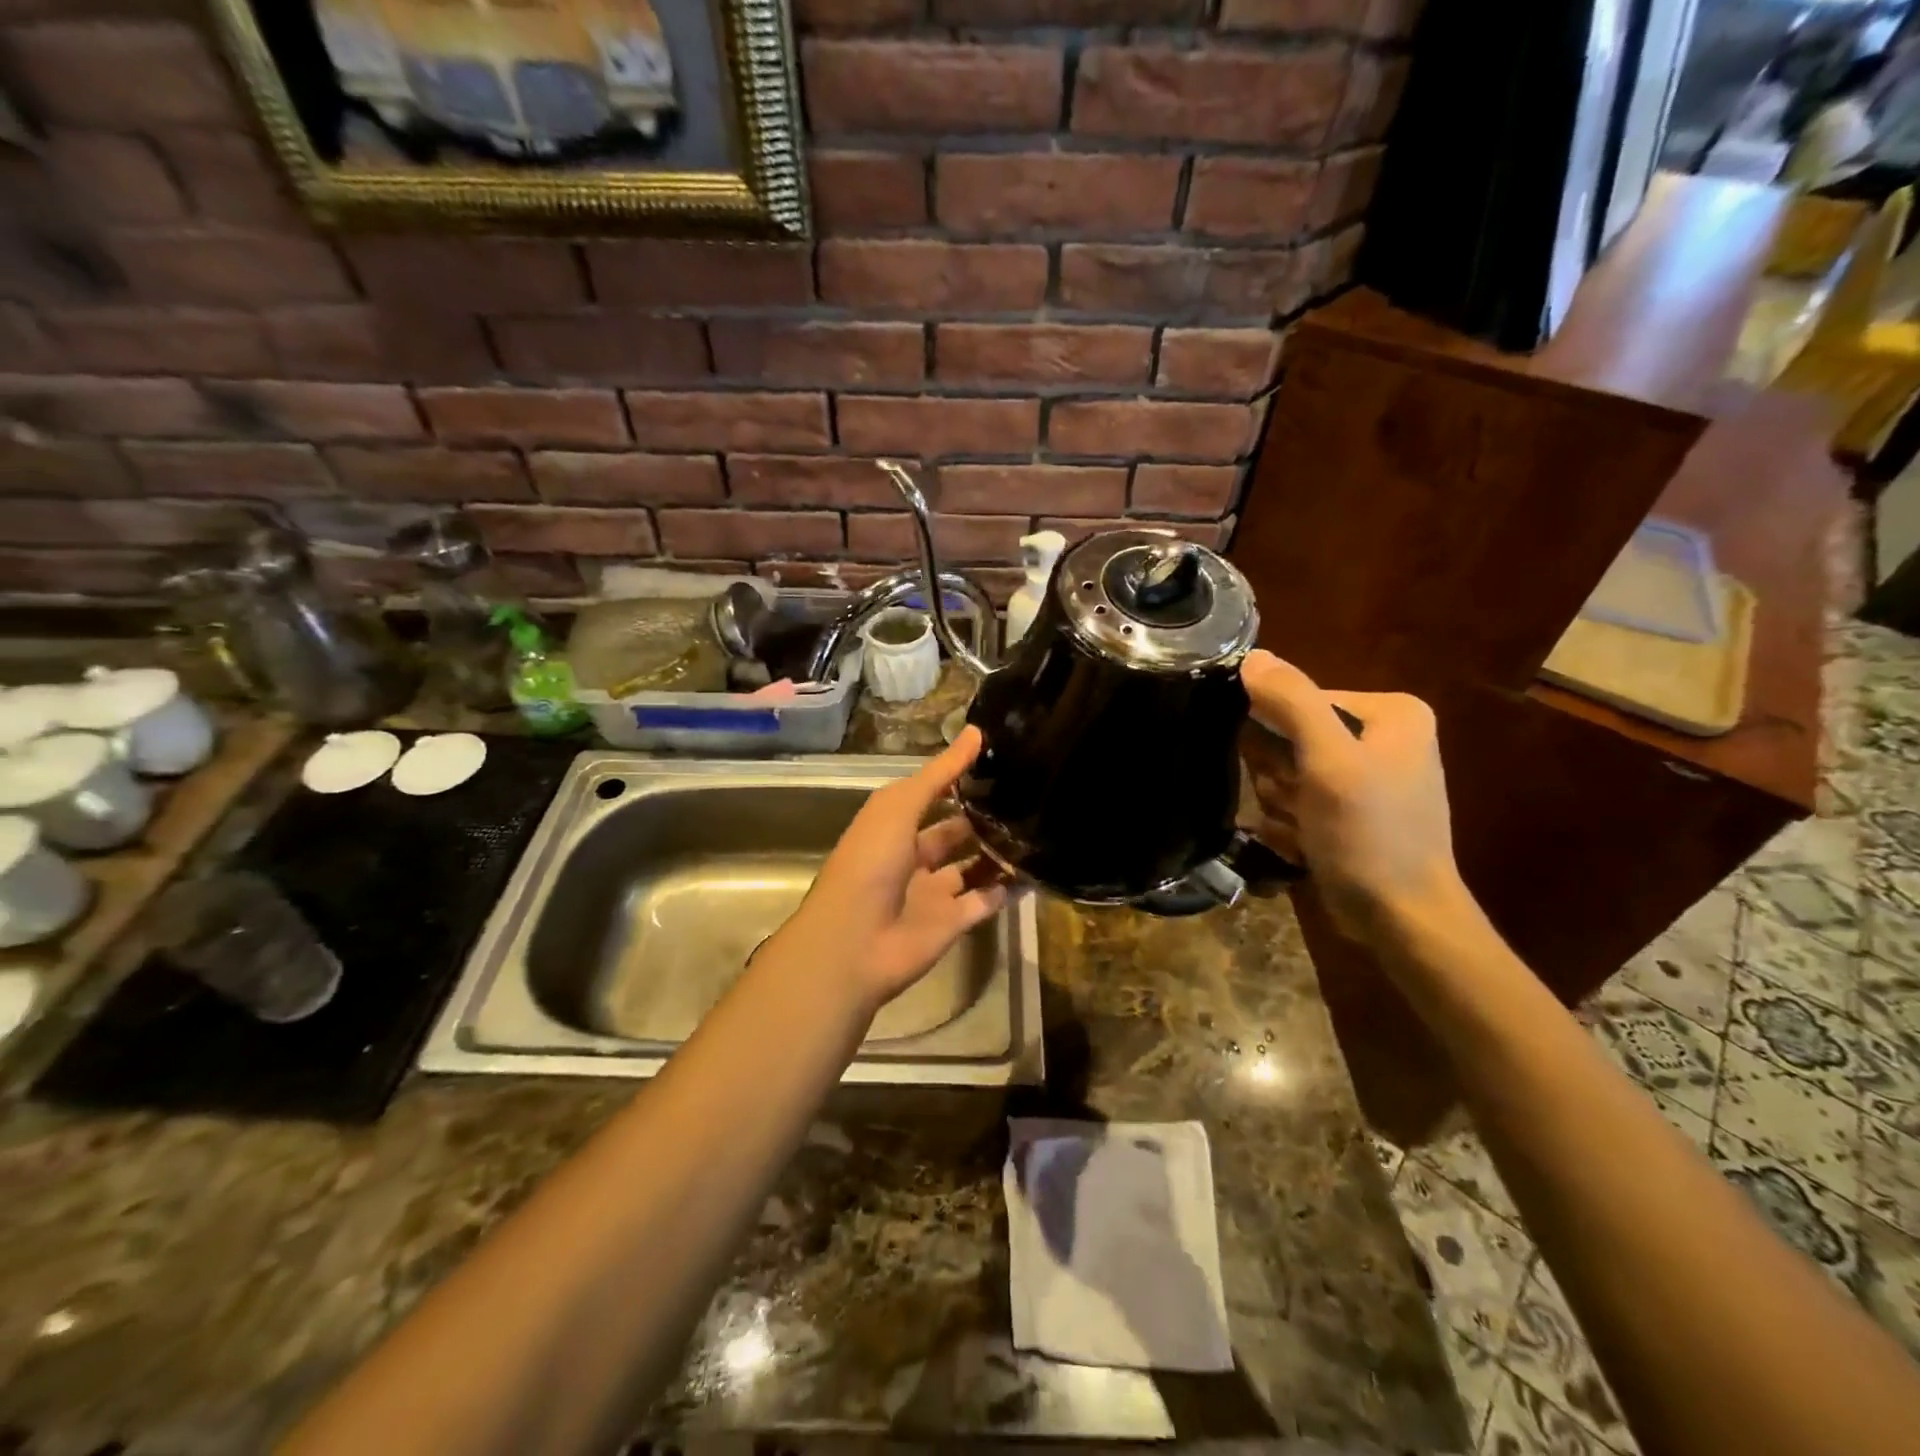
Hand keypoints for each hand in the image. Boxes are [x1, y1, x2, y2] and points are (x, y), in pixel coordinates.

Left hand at [762, 727, 1009, 1017]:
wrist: (855, 942)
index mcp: (893, 826)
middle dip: (984, 816)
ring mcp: (933, 891)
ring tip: (1039, 827)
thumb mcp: (899, 806)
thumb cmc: (869, 862)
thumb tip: (978, 732)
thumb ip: (940, 773)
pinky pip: (986, 901)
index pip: (931, 795)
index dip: (959, 778)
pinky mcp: (952, 923)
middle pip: (954, 831)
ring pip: (973, 866)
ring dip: (999, 851)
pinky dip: (1008, 888)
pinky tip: (1038, 869)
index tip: (999, 759)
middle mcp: (913, 856)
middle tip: (1028, 795)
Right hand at [1238, 650, 1466, 945]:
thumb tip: (1252, 656)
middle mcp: (1383, 738)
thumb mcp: (1329, 761)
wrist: (1402, 918)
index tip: (1284, 772)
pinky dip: (1292, 824)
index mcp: (1391, 714)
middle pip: (1293, 737)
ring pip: (1289, 773)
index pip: (1302, 699)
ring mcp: (1367, 779)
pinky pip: (1299, 802)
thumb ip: (1292, 702)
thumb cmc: (1370, 833)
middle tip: (1297, 805)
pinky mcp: (1353, 813)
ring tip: (1302, 830)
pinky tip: (1304, 846)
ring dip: (1282, 804)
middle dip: (1281, 776)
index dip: (1279, 734)